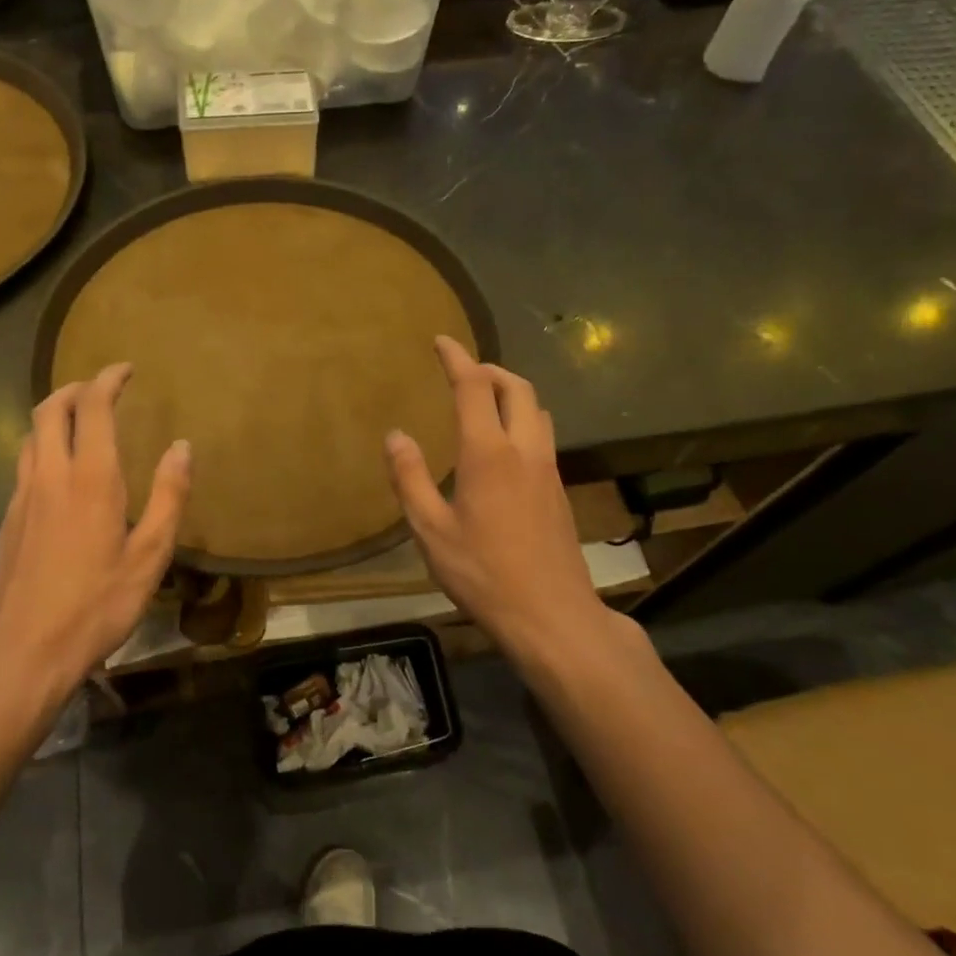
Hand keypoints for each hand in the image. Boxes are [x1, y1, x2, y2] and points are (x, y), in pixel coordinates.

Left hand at [0, 364, 190, 697]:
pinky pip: (24, 464)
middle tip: (100, 388)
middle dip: (74, 388)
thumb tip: (182, 447)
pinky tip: (59, 473)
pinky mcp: (7, 520)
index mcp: (90, 479)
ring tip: (79, 422)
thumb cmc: (97, 604)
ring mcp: (22, 497)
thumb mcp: (150, 555)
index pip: (92, 408)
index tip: (125, 369)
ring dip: (53, 415)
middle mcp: (50, 476)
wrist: (25, 650)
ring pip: (30, 436)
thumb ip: (169, 496)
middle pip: (49, 410)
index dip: (107, 380)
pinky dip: (43, 447)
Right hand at [385, 337, 617, 666]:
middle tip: (464, 371)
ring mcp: (548, 469)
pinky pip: (542, 436)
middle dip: (490, 369)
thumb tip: (396, 435)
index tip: (441, 341)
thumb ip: (410, 478)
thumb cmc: (483, 573)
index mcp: (488, 453)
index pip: (474, 387)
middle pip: (517, 387)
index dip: (457, 358)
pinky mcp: (559, 490)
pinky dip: (522, 419)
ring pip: (536, 410)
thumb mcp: (431, 530)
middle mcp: (524, 450)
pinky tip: (504, 447)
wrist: (551, 614)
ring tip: (485, 402)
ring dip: (512, 392)